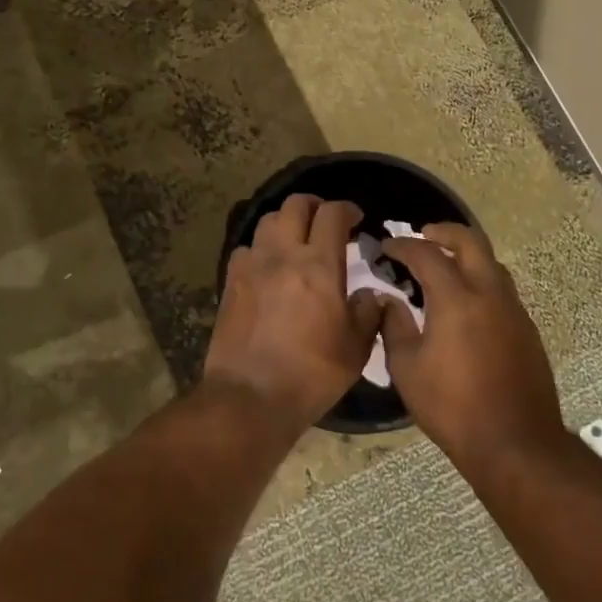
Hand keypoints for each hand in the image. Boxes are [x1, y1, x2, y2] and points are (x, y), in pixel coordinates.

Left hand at [205, 194, 383, 431]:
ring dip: (285, 223)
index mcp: (319, 265)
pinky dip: (260, 249)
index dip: (346, 209)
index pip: (332, 214)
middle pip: (294, 205)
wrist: (251, 396)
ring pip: (267, 221)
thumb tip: (371, 295)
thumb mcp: (356, 348)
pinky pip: (245, 249)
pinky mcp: (230, 282)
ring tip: (295, 240)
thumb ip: (368, 313)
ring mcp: (252, 266)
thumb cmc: (312, 374)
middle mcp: (283, 255)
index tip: (355, 218)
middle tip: (325, 221)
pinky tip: (267, 268)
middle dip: (314, 206)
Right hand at [380, 223, 562, 457]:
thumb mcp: (406, 369)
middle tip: (421, 236)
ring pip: (491, 264)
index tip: (385, 248)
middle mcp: (489, 294)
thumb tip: (389, 302)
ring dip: (465, 255)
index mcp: (456, 299)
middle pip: (470, 241)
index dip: (402, 246)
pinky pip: (501, 290)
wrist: (515, 443)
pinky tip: (464, 304)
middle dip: (443, 231)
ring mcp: (513, 311)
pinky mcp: (527, 330)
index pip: (427, 255)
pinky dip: (479, 281)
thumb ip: (394, 327)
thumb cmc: (452, 407)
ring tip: (442, 267)